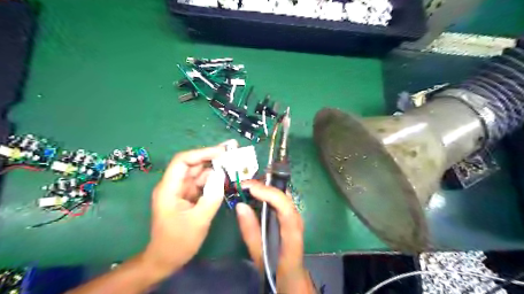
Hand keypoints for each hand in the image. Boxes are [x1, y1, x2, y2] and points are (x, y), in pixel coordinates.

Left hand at [141, 142, 235, 276]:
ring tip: (235, 164)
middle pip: (193, 164)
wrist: (166, 259)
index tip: (223, 151)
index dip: (202, 153)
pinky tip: (227, 178)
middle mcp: (175, 185)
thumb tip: (221, 175)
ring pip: (200, 173)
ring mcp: (182, 190)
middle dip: (213, 157)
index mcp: (169, 188)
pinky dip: (215, 180)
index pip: (183, 161)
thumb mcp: (198, 221)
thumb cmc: (178, 242)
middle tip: (233, 151)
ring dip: (216, 168)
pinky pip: (203, 183)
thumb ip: (211, 197)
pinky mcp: (189, 196)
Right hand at [236, 181, 314, 291]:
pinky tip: (255, 193)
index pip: (285, 207)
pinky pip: (279, 197)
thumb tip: (240, 205)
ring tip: (246, 187)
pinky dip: (267, 192)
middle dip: (263, 186)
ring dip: (265, 187)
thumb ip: (250, 231)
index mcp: (292, 232)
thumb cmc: (276, 269)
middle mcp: (296, 218)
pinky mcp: (290, 214)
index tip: (250, 188)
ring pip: (282, 193)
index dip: (269, 194)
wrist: (292, 275)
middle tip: (242, 185)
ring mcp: (295, 214)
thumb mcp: (259, 255)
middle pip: (283, 195)